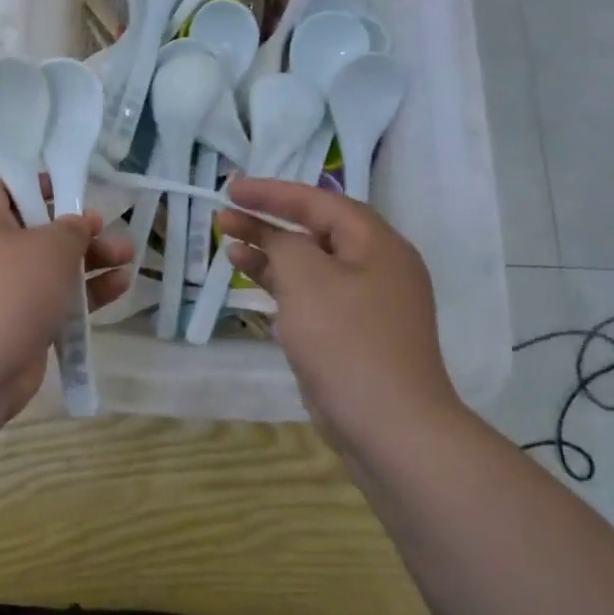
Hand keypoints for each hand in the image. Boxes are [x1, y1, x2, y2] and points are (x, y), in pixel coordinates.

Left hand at [0, 180, 133, 423]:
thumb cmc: (9, 292)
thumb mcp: (50, 247)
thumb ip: (73, 229)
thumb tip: (79, 224)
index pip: (8, 189)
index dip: (40, 185)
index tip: (74, 189)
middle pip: (39, 230)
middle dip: (80, 230)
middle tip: (112, 230)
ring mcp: (5, 291)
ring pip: (52, 268)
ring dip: (90, 261)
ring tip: (129, 257)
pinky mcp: (20, 324)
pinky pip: (56, 300)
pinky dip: (85, 294)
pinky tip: (120, 288)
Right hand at [216, 178, 461, 451]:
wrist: (388, 426)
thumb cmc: (348, 342)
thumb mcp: (309, 280)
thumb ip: (286, 245)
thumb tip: (277, 239)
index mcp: (377, 245)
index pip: (319, 202)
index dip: (273, 192)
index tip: (231, 188)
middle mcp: (376, 267)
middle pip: (315, 230)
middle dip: (268, 220)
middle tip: (224, 214)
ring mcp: (364, 302)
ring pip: (309, 263)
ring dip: (269, 251)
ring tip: (228, 241)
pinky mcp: (349, 333)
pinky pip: (310, 294)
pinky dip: (280, 283)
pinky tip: (250, 277)